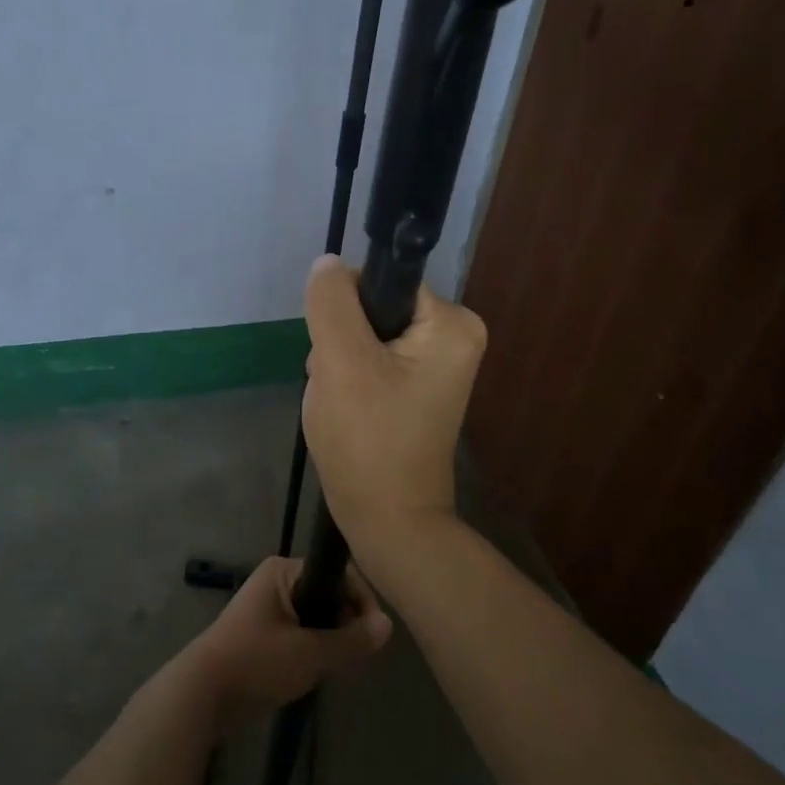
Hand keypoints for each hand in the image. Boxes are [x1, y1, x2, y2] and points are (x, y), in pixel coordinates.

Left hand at [184, 556, 391, 727]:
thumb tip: (388, 625)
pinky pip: (301, 631)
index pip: (338, 573)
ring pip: (316, 615)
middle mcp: (276, 580)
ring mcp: (267, 606)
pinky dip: (313, 647)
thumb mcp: (311, 653)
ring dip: (331, 638)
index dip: (361, 600)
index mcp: (284, 570)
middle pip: (328, 593)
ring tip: (339, 665)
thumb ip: (352, 640)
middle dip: (346, 622)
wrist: (201, 694)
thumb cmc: (256, 662)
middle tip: (357, 654)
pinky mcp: (262, 632)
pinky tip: (318, 671)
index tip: (374, 633)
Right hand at [300, 254, 487, 576]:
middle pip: (373, 309)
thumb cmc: (368, 442)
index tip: (338, 351)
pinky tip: (349, 412)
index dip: (347, 308)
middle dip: (342, 343)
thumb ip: (331, 303)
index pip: (382, 280)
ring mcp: (438, 364)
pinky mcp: (419, 388)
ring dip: (341, 365)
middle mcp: (455, 336)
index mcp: (452, 323)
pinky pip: (373, 362)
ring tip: (343, 404)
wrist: (389, 521)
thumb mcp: (341, 363)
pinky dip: (351, 382)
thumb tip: (328, 264)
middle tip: (340, 386)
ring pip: (366, 337)